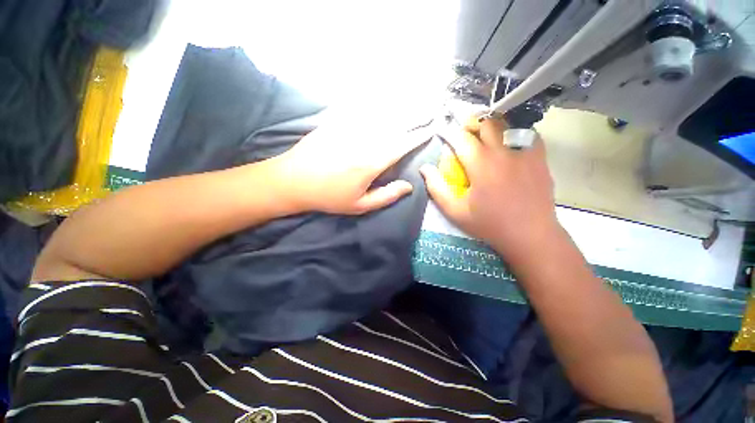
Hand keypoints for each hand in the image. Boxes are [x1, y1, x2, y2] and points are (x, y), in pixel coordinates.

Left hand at [269, 114, 429, 214]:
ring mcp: (348, 127)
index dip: (419, 136)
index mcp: (372, 162)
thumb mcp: (359, 205)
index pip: (402, 145)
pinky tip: (382, 96)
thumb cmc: (328, 197)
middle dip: (415, 114)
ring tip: (414, 98)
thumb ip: (387, 196)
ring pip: (380, 111)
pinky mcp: (335, 120)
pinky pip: (359, 106)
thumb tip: (408, 186)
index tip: (432, 128)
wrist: (293, 180)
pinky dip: (373, 100)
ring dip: (399, 104)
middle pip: (395, 123)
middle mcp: (364, 140)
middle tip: (430, 107)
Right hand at [420, 118, 558, 263]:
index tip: (442, 130)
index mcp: (481, 164)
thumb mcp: (455, 211)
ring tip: (483, 133)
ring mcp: (525, 152)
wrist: (530, 234)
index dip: (449, 132)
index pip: (461, 138)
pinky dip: (512, 131)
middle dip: (470, 122)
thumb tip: (425, 168)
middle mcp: (504, 152)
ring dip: (491, 124)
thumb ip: (437, 188)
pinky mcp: (539, 157)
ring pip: (507, 123)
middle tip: (462, 131)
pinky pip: (526, 132)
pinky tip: (507, 142)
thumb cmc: (489, 224)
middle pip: (486, 123)